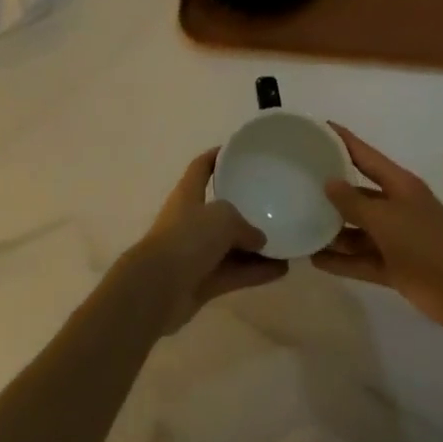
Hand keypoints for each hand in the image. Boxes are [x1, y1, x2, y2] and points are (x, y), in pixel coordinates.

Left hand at [130, 149, 286, 333]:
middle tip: (271, 205)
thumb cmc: (187, 238)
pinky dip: (255, 272)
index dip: (216, 157)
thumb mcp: (222, 218)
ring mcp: (195, 252)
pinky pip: (234, 272)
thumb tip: (259, 239)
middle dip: (243, 210)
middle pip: (219, 210)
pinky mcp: (202, 281)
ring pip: (230, 245)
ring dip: (255, 247)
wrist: (157, 288)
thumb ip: (244, 225)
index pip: (201, 167)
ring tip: (285, 243)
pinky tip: (281, 271)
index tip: (237, 152)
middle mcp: (190, 220)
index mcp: (188, 194)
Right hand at [314, 124, 442, 335]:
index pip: (364, 155)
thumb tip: (329, 182)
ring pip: (357, 229)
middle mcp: (395, 206)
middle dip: (331, 189)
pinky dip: (342, 260)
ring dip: (333, 230)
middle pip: (358, 193)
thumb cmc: (427, 245)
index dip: (342, 140)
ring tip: (299, 224)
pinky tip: (314, 260)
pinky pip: (361, 259)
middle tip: (297, 180)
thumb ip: (355, 203)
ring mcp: (395, 238)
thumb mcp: (387, 220)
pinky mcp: (395, 266)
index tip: (316, 128)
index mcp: (399, 185)